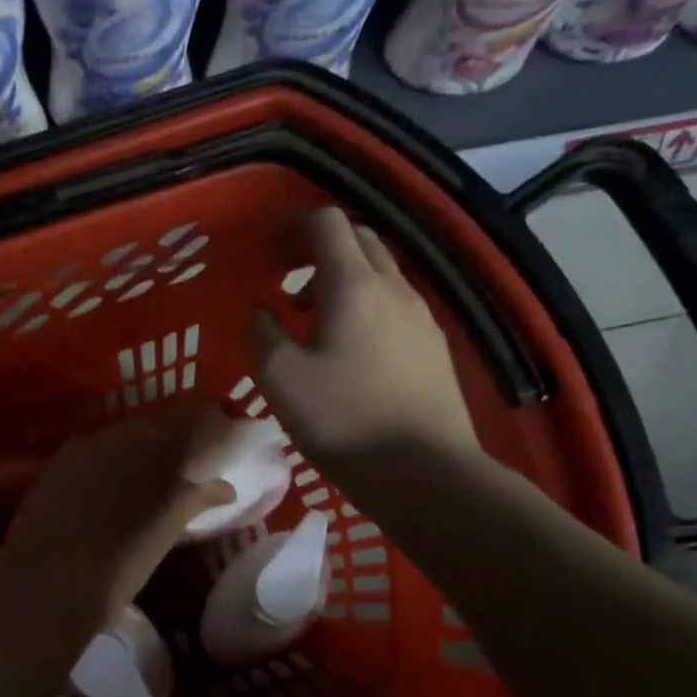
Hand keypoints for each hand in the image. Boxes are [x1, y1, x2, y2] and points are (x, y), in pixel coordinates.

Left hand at [1, 404, 232, 612]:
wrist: (50, 578)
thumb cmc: (122, 563)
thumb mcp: (168, 532)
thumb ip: (198, 500)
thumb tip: (225, 487)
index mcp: (163, 449)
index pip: (195, 418)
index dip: (210, 425)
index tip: (221, 437)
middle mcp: (126, 434)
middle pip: (159, 422)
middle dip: (174, 437)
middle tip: (183, 462)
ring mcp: (89, 443)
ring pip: (125, 433)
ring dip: (139, 447)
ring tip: (142, 476)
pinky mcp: (60, 457)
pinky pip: (94, 447)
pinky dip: (107, 459)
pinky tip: (102, 484)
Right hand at [251, 208, 476, 468]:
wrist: (427, 473)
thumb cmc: (345, 420)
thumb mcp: (280, 379)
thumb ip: (262, 335)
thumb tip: (261, 314)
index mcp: (354, 285)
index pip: (327, 223)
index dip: (291, 226)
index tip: (267, 252)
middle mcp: (394, 289)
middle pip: (359, 241)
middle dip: (318, 248)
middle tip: (286, 278)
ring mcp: (422, 318)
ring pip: (380, 275)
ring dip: (341, 280)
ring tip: (311, 319)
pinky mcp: (435, 348)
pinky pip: (395, 306)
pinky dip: (365, 306)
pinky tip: (349, 350)